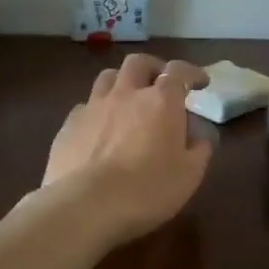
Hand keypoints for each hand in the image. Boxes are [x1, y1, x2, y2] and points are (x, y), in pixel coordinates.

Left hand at [40, 54, 213, 245]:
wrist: (86, 206)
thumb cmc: (147, 189)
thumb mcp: (189, 175)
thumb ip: (199, 150)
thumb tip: (200, 137)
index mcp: (160, 101)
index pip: (179, 72)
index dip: (191, 73)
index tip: (200, 83)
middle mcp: (126, 94)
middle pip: (138, 63)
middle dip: (153, 68)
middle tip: (161, 85)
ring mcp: (93, 107)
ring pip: (107, 77)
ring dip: (122, 83)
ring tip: (128, 100)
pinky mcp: (68, 125)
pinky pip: (85, 106)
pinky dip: (97, 111)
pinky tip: (99, 129)